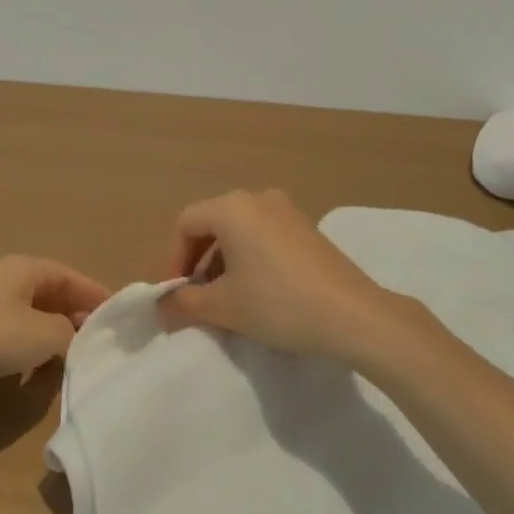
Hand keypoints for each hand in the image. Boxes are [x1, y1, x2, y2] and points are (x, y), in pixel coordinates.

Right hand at [157, 189, 426, 367]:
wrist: (353, 315)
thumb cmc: (278, 303)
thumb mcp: (224, 307)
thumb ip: (184, 304)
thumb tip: (160, 308)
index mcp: (232, 207)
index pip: (185, 224)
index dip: (173, 259)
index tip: (177, 295)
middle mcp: (258, 198)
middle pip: (212, 223)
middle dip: (198, 261)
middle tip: (198, 297)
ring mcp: (287, 210)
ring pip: (239, 230)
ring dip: (224, 261)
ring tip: (227, 299)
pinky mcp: (308, 228)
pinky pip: (264, 235)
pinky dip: (250, 257)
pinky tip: (259, 291)